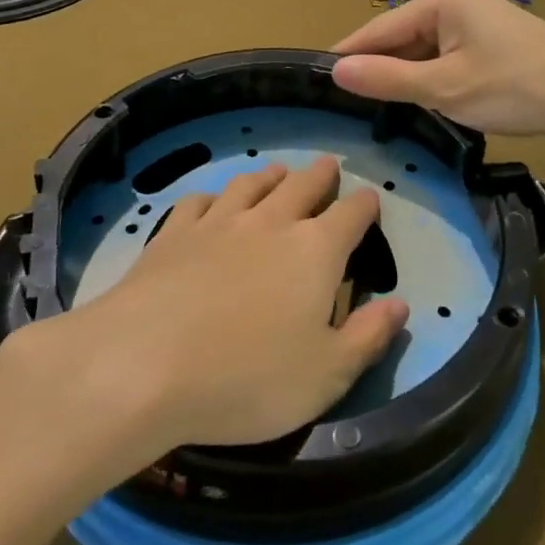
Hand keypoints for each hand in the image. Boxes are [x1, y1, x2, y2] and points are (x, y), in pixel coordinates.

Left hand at [73, 157, 408, 449]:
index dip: (365, 204)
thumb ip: (368, 337)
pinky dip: (212, 197)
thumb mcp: (326, 375)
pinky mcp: (173, 234)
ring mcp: (218, 223)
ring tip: (278, 172)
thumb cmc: (247, 378)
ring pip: (251, 185)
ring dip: (269, 176)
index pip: (351, 215)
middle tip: (328, 165)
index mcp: (315, 251)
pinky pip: (198, 201)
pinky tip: (210, 203)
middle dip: (321, 175)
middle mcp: (270, 223)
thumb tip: (400, 305)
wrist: (143, 364)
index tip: (370, 198)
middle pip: (302, 186)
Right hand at [332, 0, 544, 137]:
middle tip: (345, 102)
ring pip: (425, 48)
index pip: (380, 27)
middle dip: (379, 67)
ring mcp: (477, 18)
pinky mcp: (492, 39)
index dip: (349, 53)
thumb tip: (336, 70)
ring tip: (375, 106)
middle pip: (402, 36)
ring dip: (406, 75)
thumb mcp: (446, 88)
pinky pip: (447, 55)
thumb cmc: (516, 86)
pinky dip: (432, 77)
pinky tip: (421, 100)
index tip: (317, 77)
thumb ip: (388, 79)